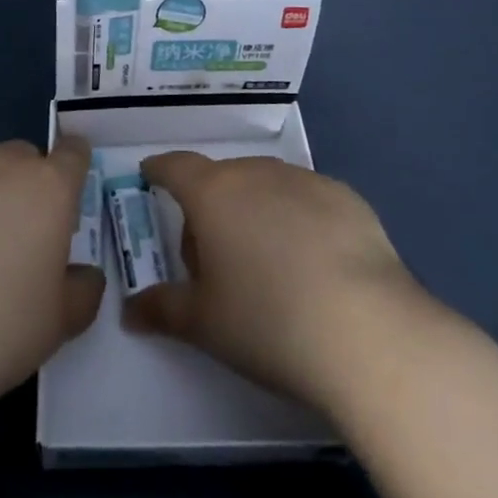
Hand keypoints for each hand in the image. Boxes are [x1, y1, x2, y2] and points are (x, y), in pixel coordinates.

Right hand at [125, 152, 440, 414]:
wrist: (366, 331)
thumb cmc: (267, 322)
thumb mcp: (204, 323)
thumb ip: (162, 308)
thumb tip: (131, 310)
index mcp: (213, 193)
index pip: (176, 167)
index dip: (160, 170)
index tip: (152, 175)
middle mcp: (257, 173)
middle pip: (223, 179)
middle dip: (211, 206)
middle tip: (214, 257)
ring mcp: (306, 181)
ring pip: (267, 186)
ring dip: (256, 210)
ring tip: (267, 262)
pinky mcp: (347, 198)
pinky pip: (307, 200)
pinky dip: (298, 219)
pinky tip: (314, 263)